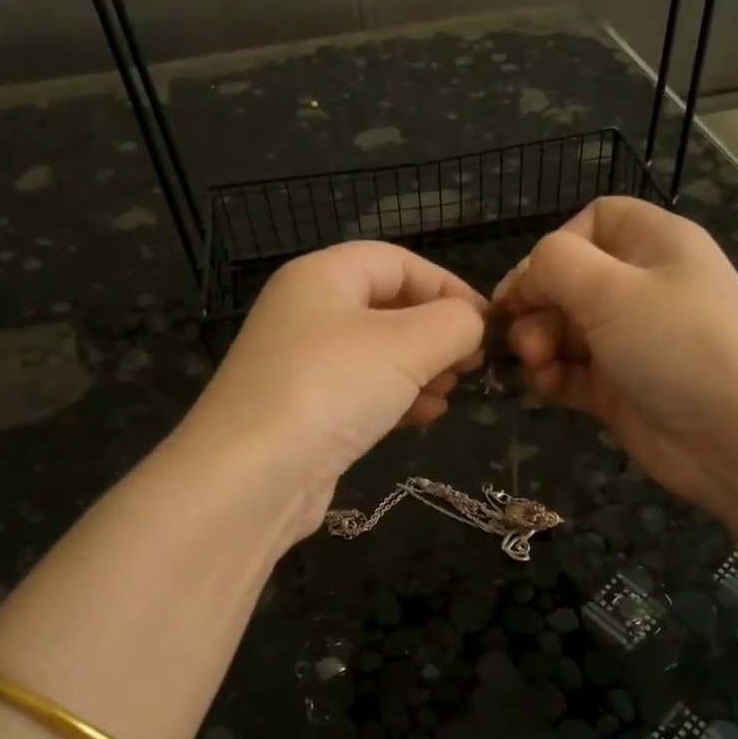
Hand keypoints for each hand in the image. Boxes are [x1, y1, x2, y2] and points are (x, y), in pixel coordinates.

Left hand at [181, 242, 486, 538]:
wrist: (251, 476)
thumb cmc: (331, 388)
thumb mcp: (407, 344)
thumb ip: (454, 323)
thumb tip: (471, 324)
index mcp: (322, 276)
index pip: (397, 262)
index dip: (447, 286)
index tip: (486, 323)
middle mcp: (306, 312)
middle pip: (387, 307)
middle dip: (436, 333)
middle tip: (472, 363)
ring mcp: (301, 365)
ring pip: (376, 353)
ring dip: (422, 369)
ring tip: (451, 392)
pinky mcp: (304, 411)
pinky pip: (360, 391)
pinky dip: (397, 398)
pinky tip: (426, 416)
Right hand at [494, 198, 737, 521]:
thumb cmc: (678, 345)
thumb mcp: (612, 290)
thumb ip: (555, 265)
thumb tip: (529, 277)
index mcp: (655, 245)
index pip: (595, 222)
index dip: (556, 247)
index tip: (529, 283)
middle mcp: (643, 287)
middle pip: (570, 279)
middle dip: (537, 304)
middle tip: (525, 337)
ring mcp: (631, 341)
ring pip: (565, 328)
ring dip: (539, 342)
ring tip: (537, 365)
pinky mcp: (620, 387)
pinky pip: (572, 370)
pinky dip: (553, 375)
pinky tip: (546, 386)